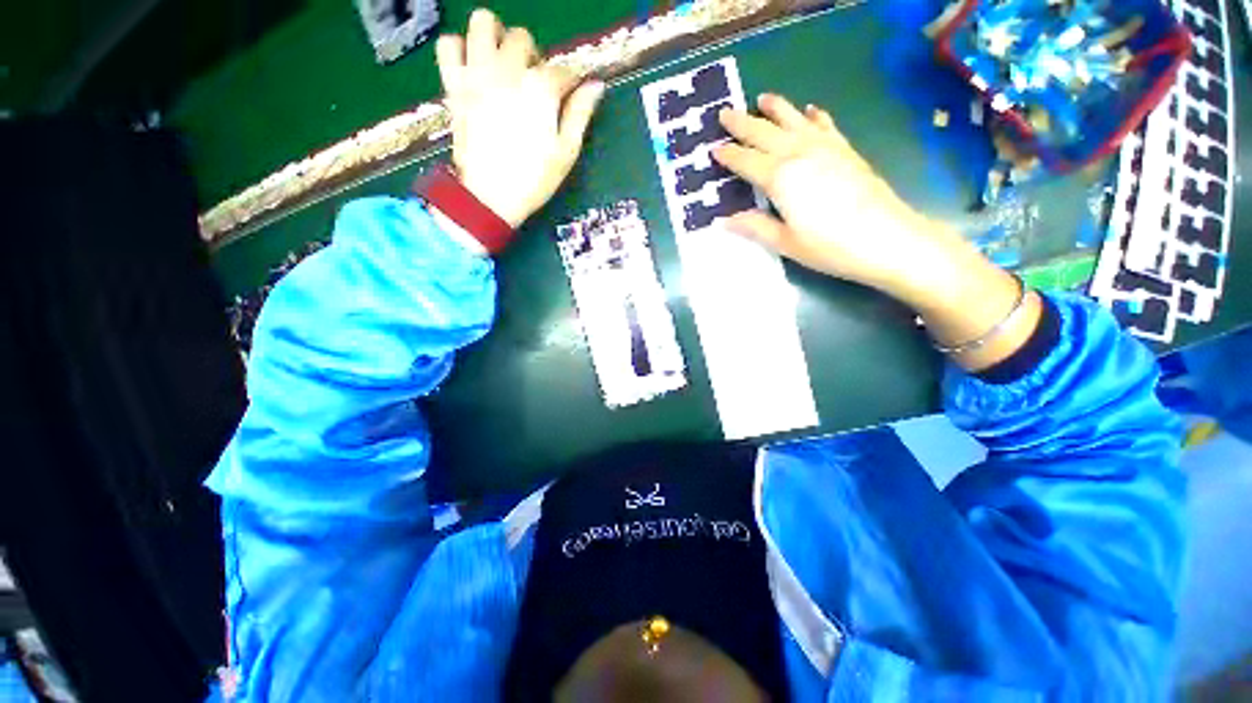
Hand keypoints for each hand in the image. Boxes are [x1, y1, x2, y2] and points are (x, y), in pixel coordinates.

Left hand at [436, 9, 605, 227]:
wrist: (490, 196)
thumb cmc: (534, 179)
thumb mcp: (566, 152)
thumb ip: (580, 114)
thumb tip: (595, 86)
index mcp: (541, 89)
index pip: (563, 70)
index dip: (571, 83)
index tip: (570, 97)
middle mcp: (508, 70)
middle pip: (523, 39)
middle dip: (534, 57)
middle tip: (534, 85)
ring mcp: (477, 73)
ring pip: (483, 24)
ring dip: (496, 37)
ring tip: (502, 64)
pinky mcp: (454, 84)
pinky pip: (448, 45)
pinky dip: (459, 48)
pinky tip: (472, 66)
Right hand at [713, 93, 970, 299]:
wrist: (888, 238)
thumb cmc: (830, 246)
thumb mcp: (785, 242)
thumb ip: (754, 227)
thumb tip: (723, 220)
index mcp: (780, 178)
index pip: (746, 161)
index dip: (729, 155)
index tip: (713, 149)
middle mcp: (800, 153)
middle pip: (765, 132)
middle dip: (742, 123)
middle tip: (725, 113)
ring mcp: (825, 147)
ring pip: (794, 119)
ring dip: (776, 108)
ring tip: (762, 98)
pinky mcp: (845, 150)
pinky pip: (825, 125)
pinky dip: (814, 116)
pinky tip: (810, 110)